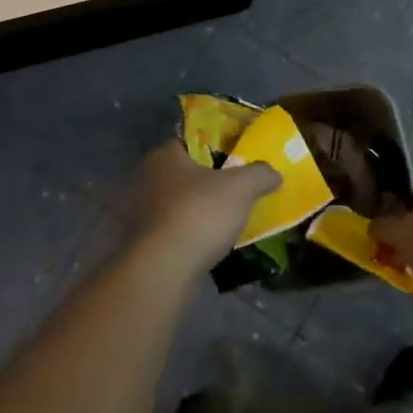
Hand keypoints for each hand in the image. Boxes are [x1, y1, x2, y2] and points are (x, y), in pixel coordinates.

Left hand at [127, 141, 279, 279]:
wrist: (164, 270)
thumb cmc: (199, 214)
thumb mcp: (241, 188)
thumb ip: (259, 174)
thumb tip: (273, 173)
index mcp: (164, 156)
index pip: (188, 142)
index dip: (213, 148)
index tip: (234, 159)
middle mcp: (145, 179)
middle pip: (182, 174)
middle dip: (205, 182)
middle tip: (233, 191)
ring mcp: (139, 213)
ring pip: (175, 204)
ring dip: (195, 210)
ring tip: (223, 220)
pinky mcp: (141, 243)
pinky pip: (171, 230)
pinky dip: (187, 234)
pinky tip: (207, 244)